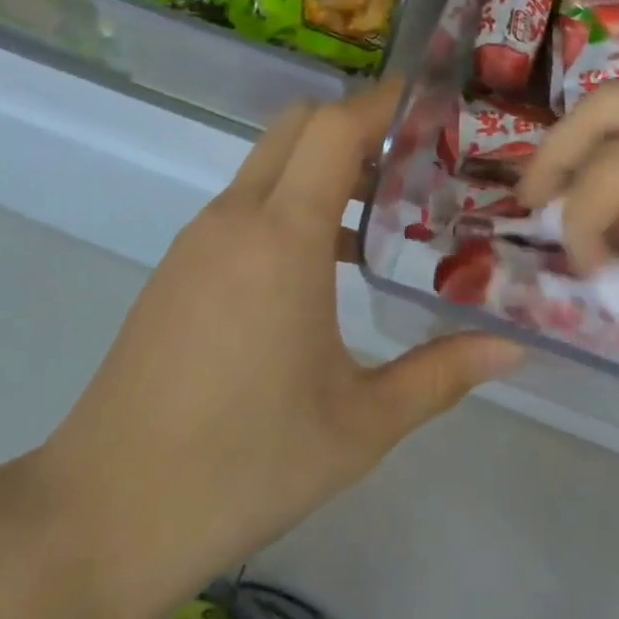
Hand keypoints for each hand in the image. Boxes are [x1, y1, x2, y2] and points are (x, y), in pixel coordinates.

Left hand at [31, 84, 522, 618]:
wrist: (105, 515)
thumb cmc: (245, 463)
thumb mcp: (361, 424)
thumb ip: (442, 374)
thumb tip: (513, 350)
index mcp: (283, 237)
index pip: (334, 129)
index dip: (381, 103)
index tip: (428, 104)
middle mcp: (235, 218)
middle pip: (296, 127)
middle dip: (354, 126)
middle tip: (411, 162)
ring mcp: (198, 240)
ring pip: (267, 164)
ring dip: (320, 168)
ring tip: (377, 218)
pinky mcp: (177, 267)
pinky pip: (242, 205)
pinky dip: (287, 202)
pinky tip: (319, 267)